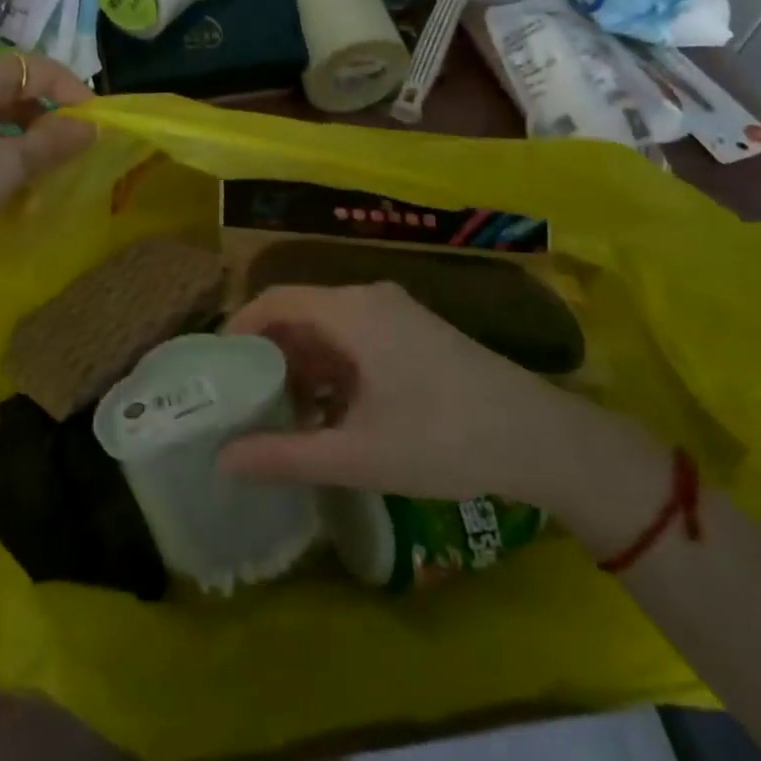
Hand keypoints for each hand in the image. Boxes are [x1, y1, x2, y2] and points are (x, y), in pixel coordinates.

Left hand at [0, 53, 94, 263]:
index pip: (37, 67)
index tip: (96, 127)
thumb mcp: (1, 168)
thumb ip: (49, 145)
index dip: (73, 91)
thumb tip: (90, 127)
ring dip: (25, 141)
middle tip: (71, 157)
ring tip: (42, 177)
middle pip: (16, 90)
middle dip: (50, 119)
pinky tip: (3, 187)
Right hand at [217, 283, 593, 507]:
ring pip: (329, 331)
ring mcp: (398, 316)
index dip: (237, 330)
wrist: (545, 440)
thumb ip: (283, 457)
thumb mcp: (357, 455)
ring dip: (302, 369)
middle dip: (268, 357)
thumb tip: (221, 460)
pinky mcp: (417, 336)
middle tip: (243, 402)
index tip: (215, 371)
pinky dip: (334, 372)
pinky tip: (332, 417)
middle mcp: (371, 300)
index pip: (273, 300)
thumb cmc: (445, 439)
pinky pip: (356, 341)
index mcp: (352, 311)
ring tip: (285, 419)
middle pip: (300, 314)